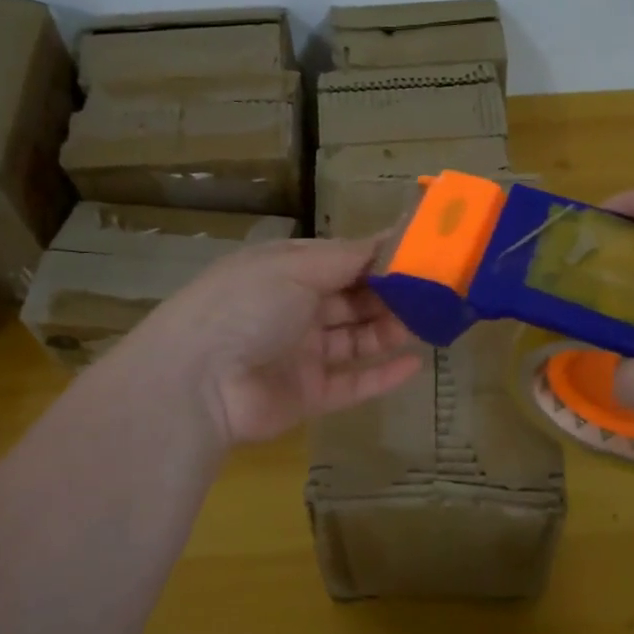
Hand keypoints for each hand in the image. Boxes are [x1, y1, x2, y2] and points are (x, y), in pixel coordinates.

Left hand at [112, 237, 423, 446]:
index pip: (342, 261)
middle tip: (435, 292)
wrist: (198, 382)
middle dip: (391, 295)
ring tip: (432, 323)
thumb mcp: (295, 267)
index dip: (380, 258)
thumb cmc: (246, 307)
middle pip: (352, 300)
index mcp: (286, 272)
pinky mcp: (308, 395)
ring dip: (390, 331)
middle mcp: (294, 309)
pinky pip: (352, 383)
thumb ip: (347, 258)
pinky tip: (414, 364)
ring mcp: (302, 354)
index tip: (422, 254)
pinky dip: (382, 375)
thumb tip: (389, 239)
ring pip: (356, 340)